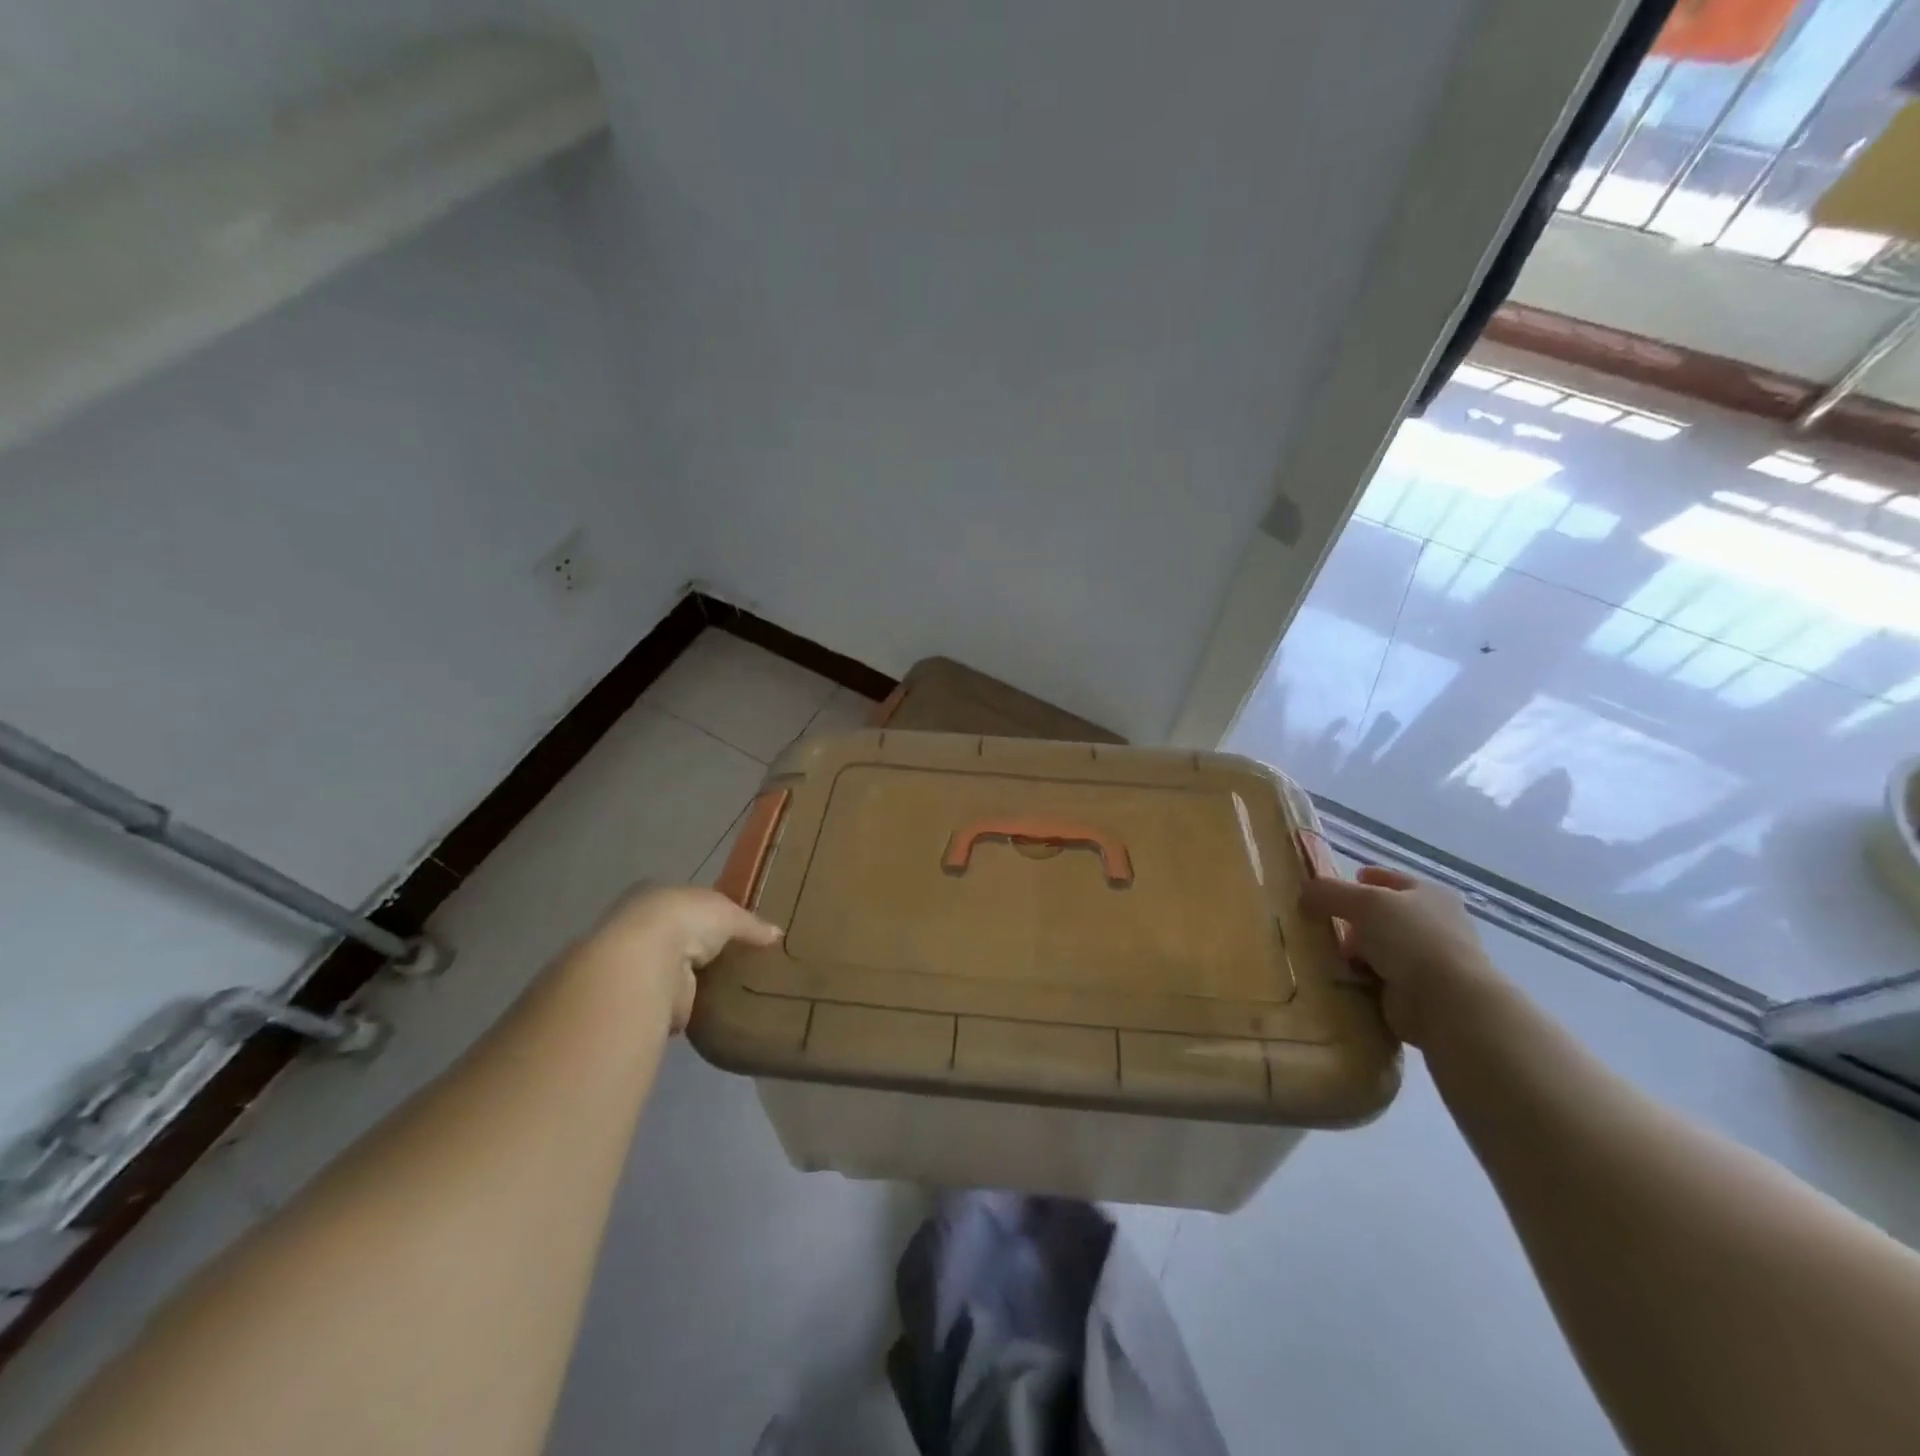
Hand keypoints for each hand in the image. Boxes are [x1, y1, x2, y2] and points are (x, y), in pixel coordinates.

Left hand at [581, 884, 781, 1031]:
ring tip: (726, 985)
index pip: (687, 903)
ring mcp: (637, 961)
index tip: (731, 929)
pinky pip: (671, 997)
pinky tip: (710, 1006)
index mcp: (659, 894)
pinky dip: (688, 1002)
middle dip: (700, 948)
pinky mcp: (640, 995)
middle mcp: (641, 925)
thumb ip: (751, 925)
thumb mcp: (729, 913)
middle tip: (733, 959)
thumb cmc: (686, 919)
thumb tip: (777, 934)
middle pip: (679, 935)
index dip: (708, 915)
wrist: (645, 961)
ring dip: (692, 977)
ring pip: (672, 967)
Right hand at [1299, 867, 1509, 1047]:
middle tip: (1322, 923)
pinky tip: (1340, 978)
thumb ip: (1328, 892)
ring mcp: (1428, 961)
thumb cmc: (1410, 939)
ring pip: (1379, 948)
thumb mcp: (1362, 902)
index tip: (1336, 885)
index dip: (1366, 879)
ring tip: (1326, 954)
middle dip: (1353, 920)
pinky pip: (1378, 978)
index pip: (1392, 880)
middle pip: (1383, 916)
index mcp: (1430, 895)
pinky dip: (1360, 978)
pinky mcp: (1417, 993)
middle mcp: (1433, 925)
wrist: (1446, 1003)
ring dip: (1355, 952)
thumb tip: (1304, 892)